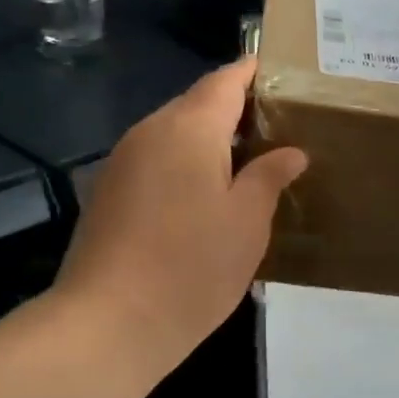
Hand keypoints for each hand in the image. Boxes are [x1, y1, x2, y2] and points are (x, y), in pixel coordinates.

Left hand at [57, 58, 305, 376]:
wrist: (107, 324)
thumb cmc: (192, 266)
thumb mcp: (247, 221)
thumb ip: (269, 177)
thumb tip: (291, 152)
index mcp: (189, 127)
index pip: (225, 80)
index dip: (253, 72)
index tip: (282, 74)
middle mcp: (150, 131)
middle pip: (197, 103)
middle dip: (235, 109)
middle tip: (277, 127)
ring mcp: (123, 160)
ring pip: (174, 132)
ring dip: (209, 139)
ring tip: (248, 162)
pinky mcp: (108, 191)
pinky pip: (156, 159)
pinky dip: (184, 163)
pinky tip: (206, 195)